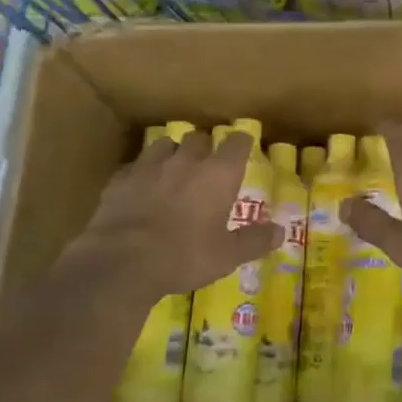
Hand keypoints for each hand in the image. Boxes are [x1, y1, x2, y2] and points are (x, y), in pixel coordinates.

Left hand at [64, 131, 281, 300]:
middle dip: (204, 147)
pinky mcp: (120, 179)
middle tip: (207, 165)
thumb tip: (281, 231)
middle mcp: (185, 161)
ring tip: (173, 169)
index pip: (236, 143)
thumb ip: (254, 240)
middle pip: (198, 138)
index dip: (241, 142)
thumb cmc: (183, 257)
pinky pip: (135, 167)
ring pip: (164, 145)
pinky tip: (140, 188)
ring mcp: (149, 167)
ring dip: (172, 153)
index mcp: (217, 175)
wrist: (121, 262)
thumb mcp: (226, 256)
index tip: (243, 146)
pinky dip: (142, 173)